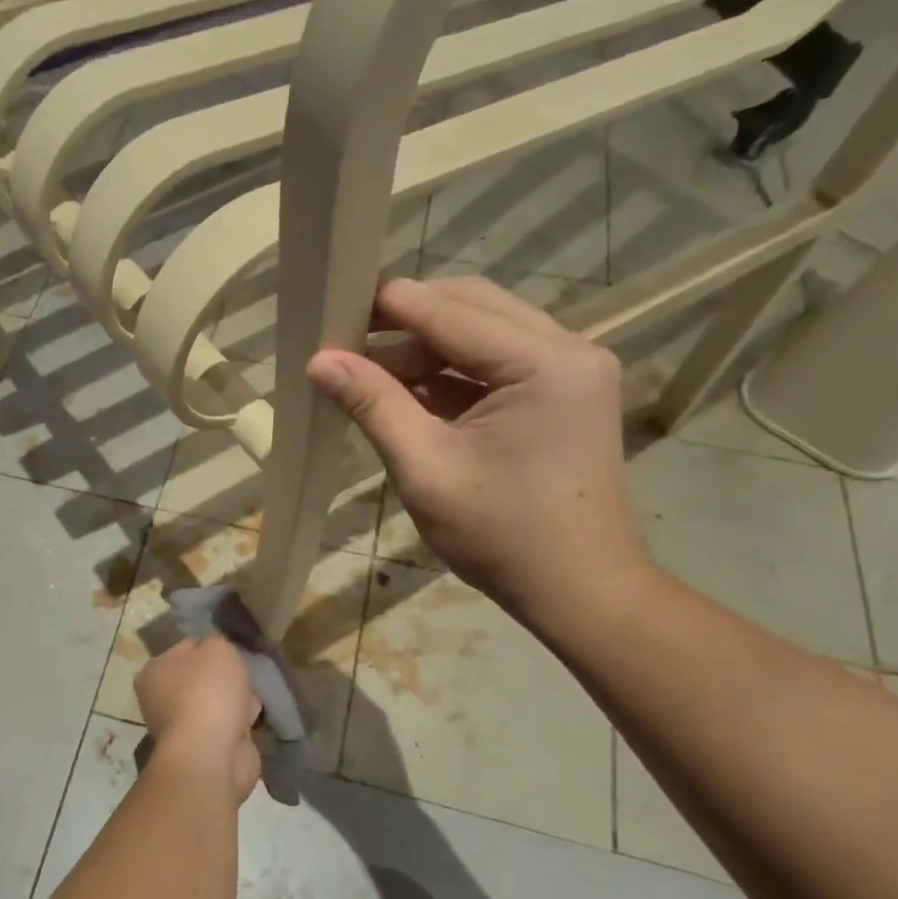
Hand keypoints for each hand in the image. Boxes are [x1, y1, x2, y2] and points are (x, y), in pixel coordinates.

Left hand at [135, 637, 262, 804]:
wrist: (212, 754)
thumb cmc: (207, 692)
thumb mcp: (216, 648)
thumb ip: (215, 642)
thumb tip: (214, 652)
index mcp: (153, 672)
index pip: (184, 648)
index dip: (209, 646)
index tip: (230, 650)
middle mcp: (160, 700)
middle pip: (200, 678)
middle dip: (224, 677)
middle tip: (244, 674)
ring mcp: (182, 728)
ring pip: (215, 703)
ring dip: (235, 700)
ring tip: (252, 697)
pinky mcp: (204, 749)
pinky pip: (226, 726)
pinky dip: (240, 724)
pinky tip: (254, 718)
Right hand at [305, 276, 649, 622]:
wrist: (579, 591)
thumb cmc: (501, 536)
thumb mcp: (425, 469)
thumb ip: (374, 405)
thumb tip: (318, 361)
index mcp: (543, 362)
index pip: (450, 310)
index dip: (387, 306)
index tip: (332, 309)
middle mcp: (569, 349)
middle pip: (472, 306)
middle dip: (407, 319)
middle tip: (348, 340)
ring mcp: (572, 371)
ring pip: (485, 331)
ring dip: (427, 346)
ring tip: (370, 371)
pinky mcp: (564, 394)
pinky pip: (499, 362)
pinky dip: (452, 372)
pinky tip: (409, 391)